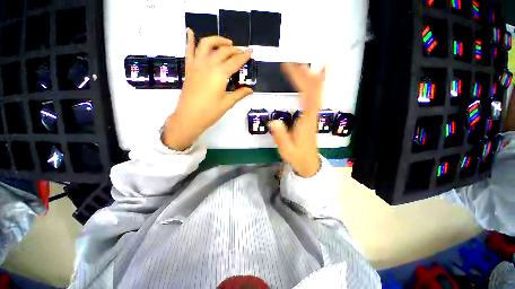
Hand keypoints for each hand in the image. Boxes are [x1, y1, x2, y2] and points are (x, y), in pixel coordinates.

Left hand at [162, 28, 252, 150]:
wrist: (189, 117)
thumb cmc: (210, 112)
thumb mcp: (227, 103)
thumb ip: (239, 94)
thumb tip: (250, 90)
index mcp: (220, 74)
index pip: (235, 62)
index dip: (244, 56)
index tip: (251, 51)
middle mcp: (209, 64)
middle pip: (223, 51)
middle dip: (234, 49)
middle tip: (241, 51)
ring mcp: (197, 64)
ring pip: (207, 44)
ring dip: (217, 40)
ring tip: (226, 43)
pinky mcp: (189, 68)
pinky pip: (188, 50)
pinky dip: (189, 39)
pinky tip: (190, 31)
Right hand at [271, 63, 325, 177]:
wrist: (308, 163)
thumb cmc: (297, 156)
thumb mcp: (286, 150)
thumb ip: (281, 137)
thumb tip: (273, 122)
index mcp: (306, 121)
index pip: (307, 96)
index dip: (301, 80)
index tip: (291, 67)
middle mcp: (312, 115)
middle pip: (314, 90)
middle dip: (305, 75)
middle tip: (293, 62)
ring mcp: (313, 115)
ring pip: (317, 93)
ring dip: (311, 78)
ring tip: (302, 65)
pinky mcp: (311, 117)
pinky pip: (316, 99)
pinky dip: (316, 87)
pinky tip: (317, 79)